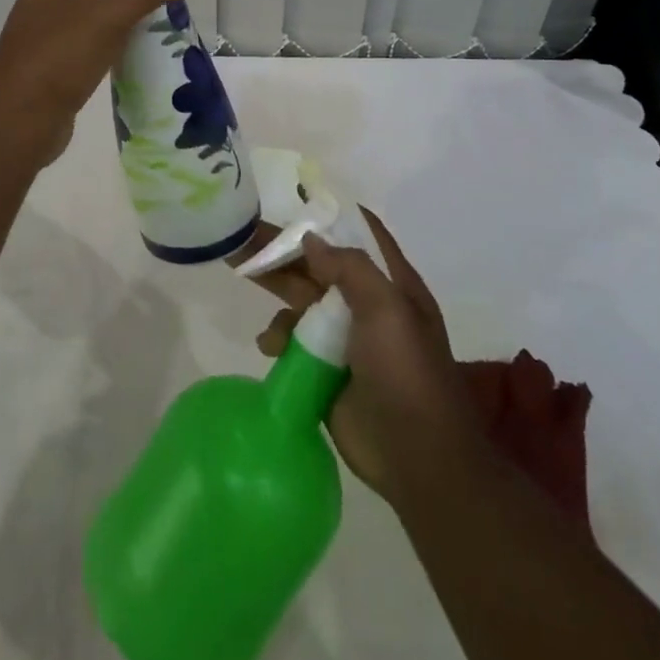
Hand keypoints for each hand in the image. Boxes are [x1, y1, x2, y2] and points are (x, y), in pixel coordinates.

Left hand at [0, 0, 202, 166]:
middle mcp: (46, 0)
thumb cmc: (57, 59)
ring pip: (92, 12)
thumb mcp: (109, 17)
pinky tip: (140, 47)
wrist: (16, 125)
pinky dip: (114, 40)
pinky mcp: (56, 65)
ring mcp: (48, 34)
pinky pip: (91, 42)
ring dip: (123, 10)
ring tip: (163, 10)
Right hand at [247, 211, 481, 502]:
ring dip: (275, 289)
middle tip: (240, 234)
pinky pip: (293, 341)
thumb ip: (350, 269)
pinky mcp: (325, 370)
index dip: (328, 215)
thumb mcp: (387, 310)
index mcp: (389, 283)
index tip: (290, 200)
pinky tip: (270, 345)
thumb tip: (310, 239)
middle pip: (318, 264)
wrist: (418, 459)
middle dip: (282, 249)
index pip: (359, 234)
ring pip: (301, 300)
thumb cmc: (406, 373)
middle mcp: (365, 304)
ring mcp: (344, 339)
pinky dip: (278, 336)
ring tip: (242, 275)